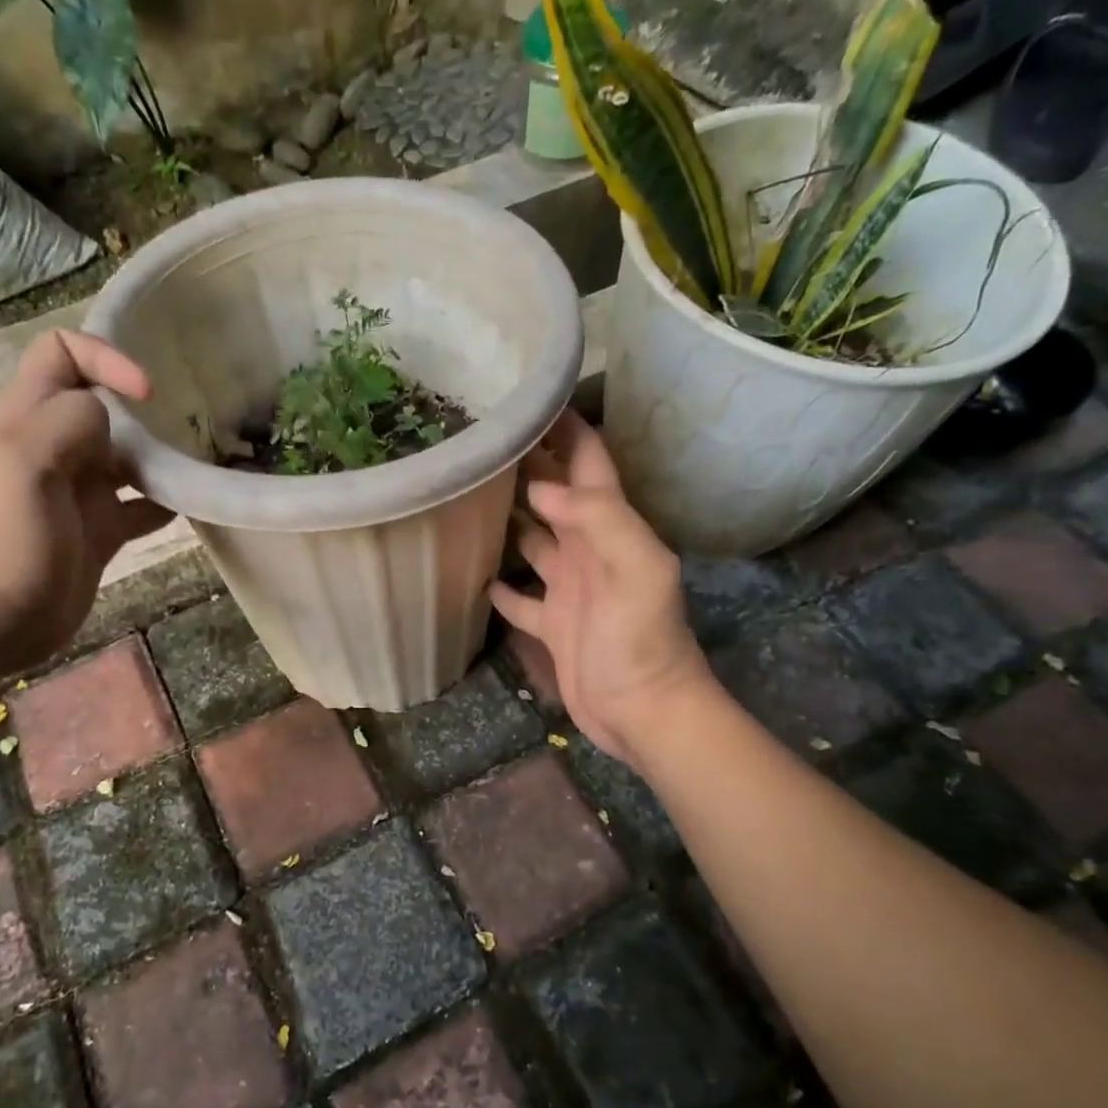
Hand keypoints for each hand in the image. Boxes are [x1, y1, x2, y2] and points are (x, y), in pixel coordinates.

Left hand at [0, 330, 173, 671]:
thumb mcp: (27, 462)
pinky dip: (170, 500)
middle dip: (147, 405)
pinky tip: (195, 503)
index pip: (63, 353)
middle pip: (107, 402)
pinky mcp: (103, 529)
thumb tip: (116, 414)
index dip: (105, 357)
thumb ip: (70, 420)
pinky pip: (144, 504)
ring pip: (131, 453)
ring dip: (165, 453)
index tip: (146, 392)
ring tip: (203, 457)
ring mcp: (83, 490)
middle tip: (193, 419)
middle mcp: (59, 445)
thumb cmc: (7, 537)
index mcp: (32, 417)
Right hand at [490, 412, 706, 764]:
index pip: (589, 462)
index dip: (565, 427)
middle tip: (479, 440)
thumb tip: (542, 485)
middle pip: (554, 495)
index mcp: (611, 528)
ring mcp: (568, 588)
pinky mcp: (551, 624)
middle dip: (526, 465)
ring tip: (465, 494)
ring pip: (532, 540)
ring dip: (507, 519)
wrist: (643, 711)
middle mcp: (587, 549)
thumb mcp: (637, 570)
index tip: (525, 397)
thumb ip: (599, 519)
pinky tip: (471, 570)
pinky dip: (499, 584)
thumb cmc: (642, 640)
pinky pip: (519, 597)